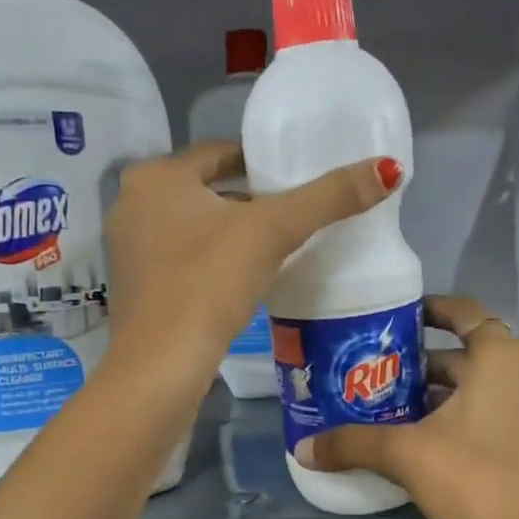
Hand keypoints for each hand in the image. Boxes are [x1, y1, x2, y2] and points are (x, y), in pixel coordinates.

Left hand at [103, 141, 400, 377]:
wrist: (162, 365)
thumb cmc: (209, 283)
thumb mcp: (273, 233)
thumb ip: (329, 199)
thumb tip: (389, 168)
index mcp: (157, 177)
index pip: (219, 153)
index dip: (261, 161)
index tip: (295, 178)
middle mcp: (133, 204)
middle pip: (206, 191)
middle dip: (247, 201)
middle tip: (292, 215)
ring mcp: (129, 251)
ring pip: (193, 228)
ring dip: (229, 233)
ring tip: (274, 249)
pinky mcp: (136, 290)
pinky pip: (183, 260)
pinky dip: (211, 263)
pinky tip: (241, 281)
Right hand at [297, 296, 518, 518]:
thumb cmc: (470, 478)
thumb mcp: (403, 454)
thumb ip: (351, 444)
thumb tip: (302, 448)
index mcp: (502, 358)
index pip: (465, 313)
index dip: (433, 310)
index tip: (404, 317)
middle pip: (476, 357)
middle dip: (433, 365)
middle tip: (392, 376)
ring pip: (494, 391)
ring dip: (457, 396)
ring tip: (414, 413)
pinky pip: (511, 421)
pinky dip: (482, 423)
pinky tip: (455, 447)